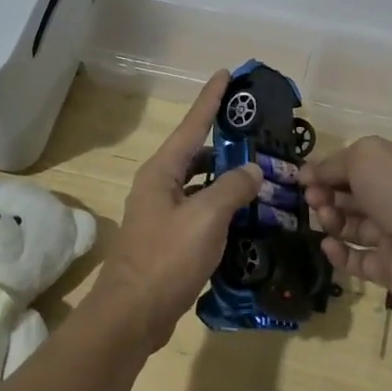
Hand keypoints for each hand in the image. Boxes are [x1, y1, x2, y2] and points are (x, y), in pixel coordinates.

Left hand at [91, 70, 262, 351]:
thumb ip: (232, 188)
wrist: (130, 316)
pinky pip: (201, 212)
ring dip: (227, 180)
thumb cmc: (165, 259)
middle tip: (259, 137)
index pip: (192, 124)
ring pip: (201, 184)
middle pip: (197, 153)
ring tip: (261, 177)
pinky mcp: (169, 240)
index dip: (210, 98)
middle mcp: (160, 185)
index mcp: (162, 171)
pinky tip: (247, 218)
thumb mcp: (205, 218)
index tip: (226, 74)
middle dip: (226, 144)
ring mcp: (162, 213)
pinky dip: (223, 209)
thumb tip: (252, 171)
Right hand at [302, 137, 391, 307]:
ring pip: (354, 226)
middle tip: (312, 199)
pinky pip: (359, 258)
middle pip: (354, 195)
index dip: (330, 169)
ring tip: (325, 219)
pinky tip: (327, 245)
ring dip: (333, 220)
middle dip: (328, 194)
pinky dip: (340, 253)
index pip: (359, 163)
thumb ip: (332, 164)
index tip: (304, 178)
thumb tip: (308, 174)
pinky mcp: (391, 268)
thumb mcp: (363, 156)